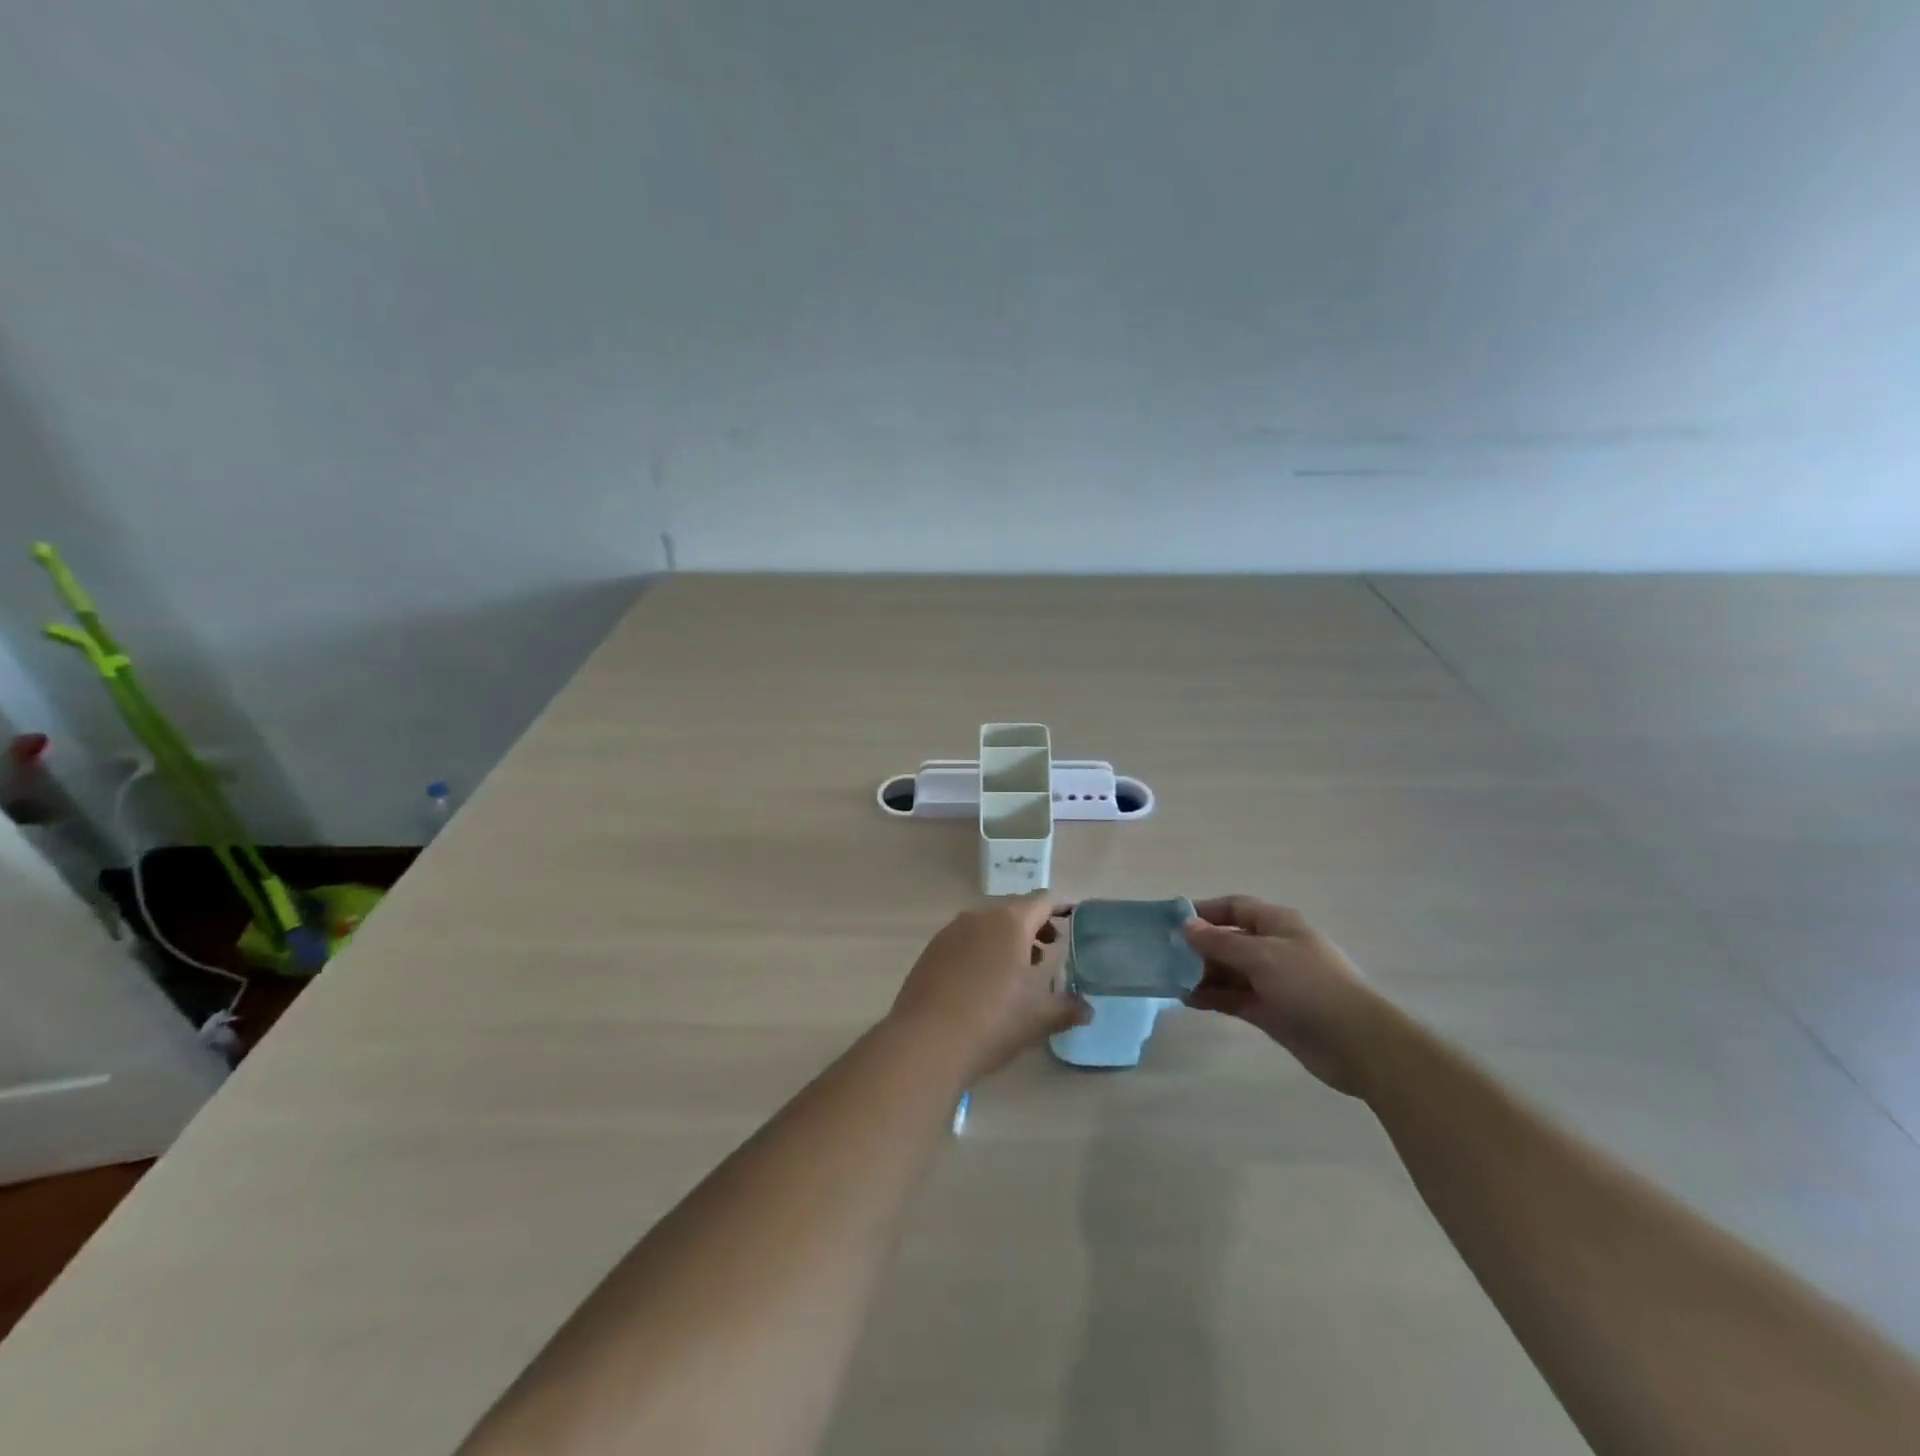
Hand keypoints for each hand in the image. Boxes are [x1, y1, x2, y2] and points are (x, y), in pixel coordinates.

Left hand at [888, 895, 1089, 1080]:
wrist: (926, 1041)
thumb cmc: (992, 1021)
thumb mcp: (1039, 1018)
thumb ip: (1067, 1008)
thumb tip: (1087, 1009)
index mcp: (1011, 923)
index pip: (1043, 902)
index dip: (1061, 908)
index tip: (1074, 917)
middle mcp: (980, 917)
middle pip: (1014, 911)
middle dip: (1034, 928)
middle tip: (1048, 952)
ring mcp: (951, 931)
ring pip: (987, 926)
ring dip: (1006, 940)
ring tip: (1017, 971)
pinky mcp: (931, 950)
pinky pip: (965, 941)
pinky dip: (981, 951)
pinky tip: (983, 982)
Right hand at [1182, 896, 1389, 1096]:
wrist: (1357, 1043)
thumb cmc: (1310, 986)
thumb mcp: (1261, 956)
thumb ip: (1220, 942)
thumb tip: (1186, 925)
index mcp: (1277, 924)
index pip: (1234, 906)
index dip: (1204, 911)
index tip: (1171, 922)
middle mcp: (1273, 948)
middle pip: (1228, 939)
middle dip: (1198, 946)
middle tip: (1163, 956)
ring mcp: (1272, 981)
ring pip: (1228, 971)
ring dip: (1201, 974)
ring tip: (1169, 980)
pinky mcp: (1271, 1012)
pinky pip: (1234, 998)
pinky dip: (1212, 997)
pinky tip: (1188, 1000)